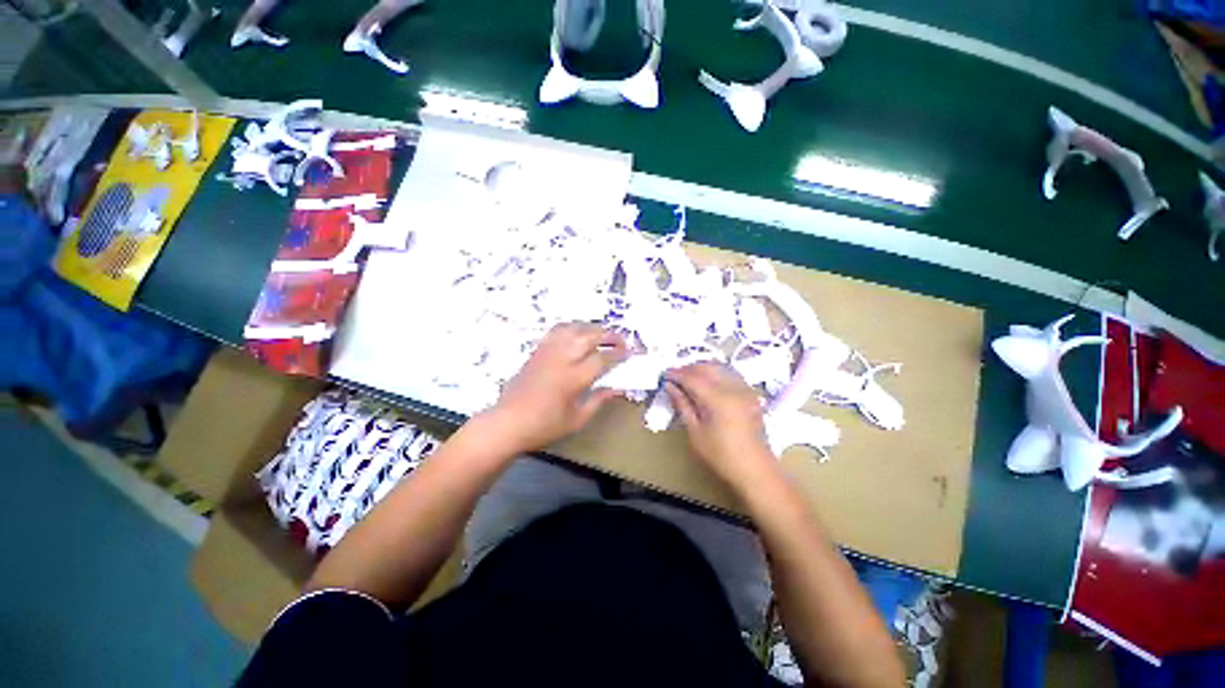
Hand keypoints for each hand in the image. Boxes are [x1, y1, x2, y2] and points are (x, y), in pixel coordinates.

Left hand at [481, 323, 627, 452]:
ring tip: (602, 333)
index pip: (602, 358)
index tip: (630, 353)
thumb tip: (617, 389)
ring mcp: (548, 352)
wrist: (507, 423)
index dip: (619, 354)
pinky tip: (577, 333)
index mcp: (574, 378)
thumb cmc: (544, 427)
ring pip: (573, 328)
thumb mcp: (577, 420)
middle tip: (621, 339)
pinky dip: (571, 327)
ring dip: (591, 328)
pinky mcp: (537, 351)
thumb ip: (598, 400)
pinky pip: (556, 331)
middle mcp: (562, 359)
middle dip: (609, 335)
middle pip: (589, 336)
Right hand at [665, 362, 778, 487]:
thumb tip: (670, 386)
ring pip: (720, 368)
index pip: (693, 378)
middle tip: (674, 376)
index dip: (677, 374)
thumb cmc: (721, 455)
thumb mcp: (696, 432)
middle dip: (689, 368)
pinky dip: (716, 373)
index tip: (665, 374)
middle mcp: (734, 388)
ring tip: (688, 377)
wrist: (755, 469)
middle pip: (707, 368)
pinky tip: (707, 382)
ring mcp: (745, 389)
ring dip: (702, 368)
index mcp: (719, 399)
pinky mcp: (750, 393)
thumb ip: (683, 404)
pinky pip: (730, 374)